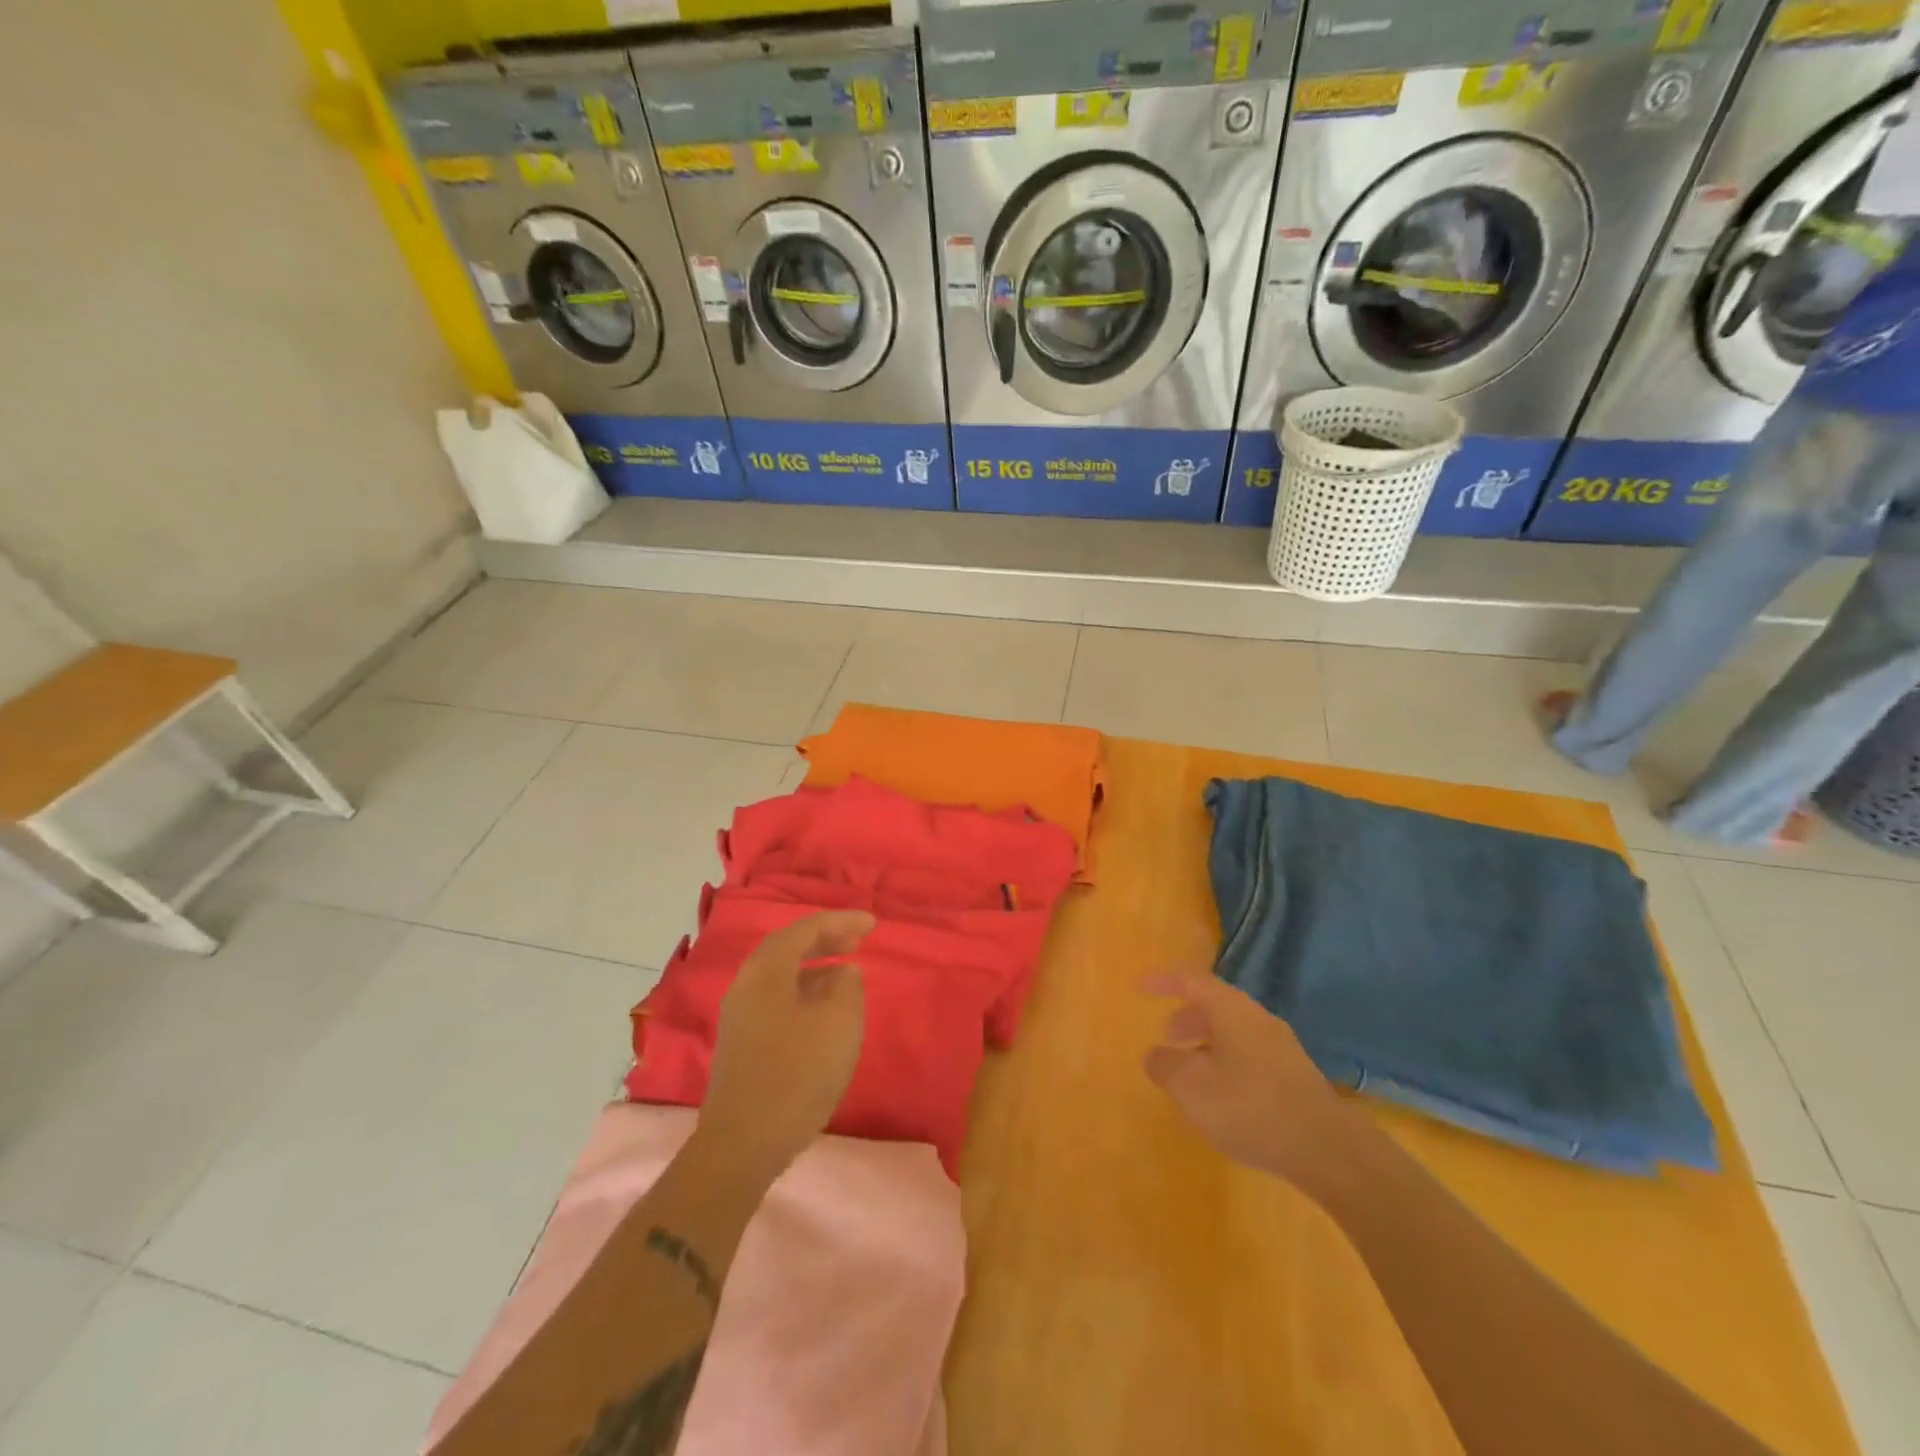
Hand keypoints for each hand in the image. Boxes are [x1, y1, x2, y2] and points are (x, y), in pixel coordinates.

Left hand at [697, 911, 874, 1182]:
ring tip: (846, 970)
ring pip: (781, 975)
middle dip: (825, 939)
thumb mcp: (838, 1024)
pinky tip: (823, 1010)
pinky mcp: (743, 1043)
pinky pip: (777, 998)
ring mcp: (740, 1015)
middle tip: (858, 940)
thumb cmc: (796, 1075)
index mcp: (766, 971)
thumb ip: (847, 988)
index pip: (805, 929)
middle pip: (788, 948)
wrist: (742, 1144)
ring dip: (815, 966)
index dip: (841, 922)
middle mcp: (747, 984)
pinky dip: (804, 990)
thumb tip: (843, 974)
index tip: (872, 924)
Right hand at [1140, 970, 1359, 1187]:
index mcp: (1232, 1010)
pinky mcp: (1296, 1077)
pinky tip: (1224, 1096)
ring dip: (1207, 1043)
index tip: (1140, 987)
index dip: (1164, 982)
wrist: (1329, 1150)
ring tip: (1192, 1072)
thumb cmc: (1250, 1107)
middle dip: (1188, 1018)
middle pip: (1216, 1006)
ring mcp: (1282, 1048)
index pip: (1192, 981)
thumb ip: (1165, 1065)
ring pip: (1234, 1032)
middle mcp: (1258, 1019)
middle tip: (1167, 1037)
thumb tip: (1155, 1054)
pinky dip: (1227, 1062)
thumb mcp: (1192, 1087)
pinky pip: (1250, 1055)